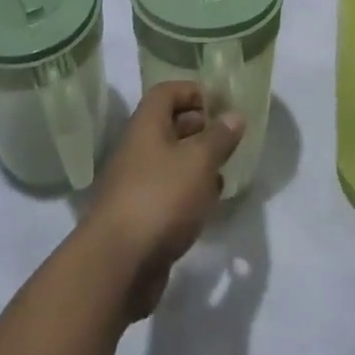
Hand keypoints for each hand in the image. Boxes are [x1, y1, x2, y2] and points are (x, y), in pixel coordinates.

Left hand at [82, 81, 242, 319]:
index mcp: (146, 125)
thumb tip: (234, 115)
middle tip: (229, 137)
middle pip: (169, 125)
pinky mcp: (141, 215)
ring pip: (171, 161)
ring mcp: (137, 183)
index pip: (166, 92)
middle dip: (200, 127)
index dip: (193, 91)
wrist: (119, 263)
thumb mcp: (198, 161)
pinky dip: (190, 191)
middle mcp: (138, 148)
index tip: (221, 103)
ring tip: (226, 169)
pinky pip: (169, 191)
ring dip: (198, 162)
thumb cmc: (161, 197)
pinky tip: (209, 203)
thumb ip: (219, 137)